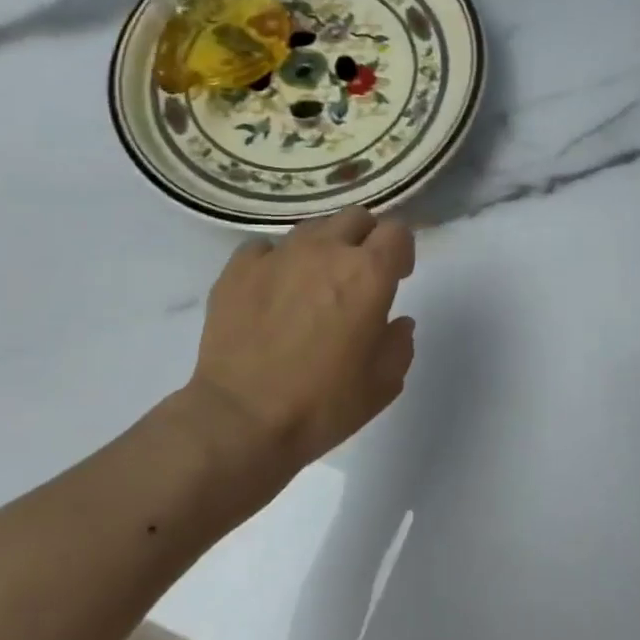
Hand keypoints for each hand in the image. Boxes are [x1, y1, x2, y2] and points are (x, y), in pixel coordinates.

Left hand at [190, 207, 416, 469]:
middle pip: (355, 218)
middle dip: (365, 240)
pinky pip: (265, 248)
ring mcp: (278, 255)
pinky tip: (272, 291)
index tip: (398, 276)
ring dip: (323, 248)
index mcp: (368, 273)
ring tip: (313, 284)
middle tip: (358, 276)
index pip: (397, 231)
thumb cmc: (321, 405)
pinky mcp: (238, 269)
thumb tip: (396, 322)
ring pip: (312, 228)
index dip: (401, 250)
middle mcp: (325, 250)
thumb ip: (399, 343)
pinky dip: (275, 262)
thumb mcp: (383, 384)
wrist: (240, 421)